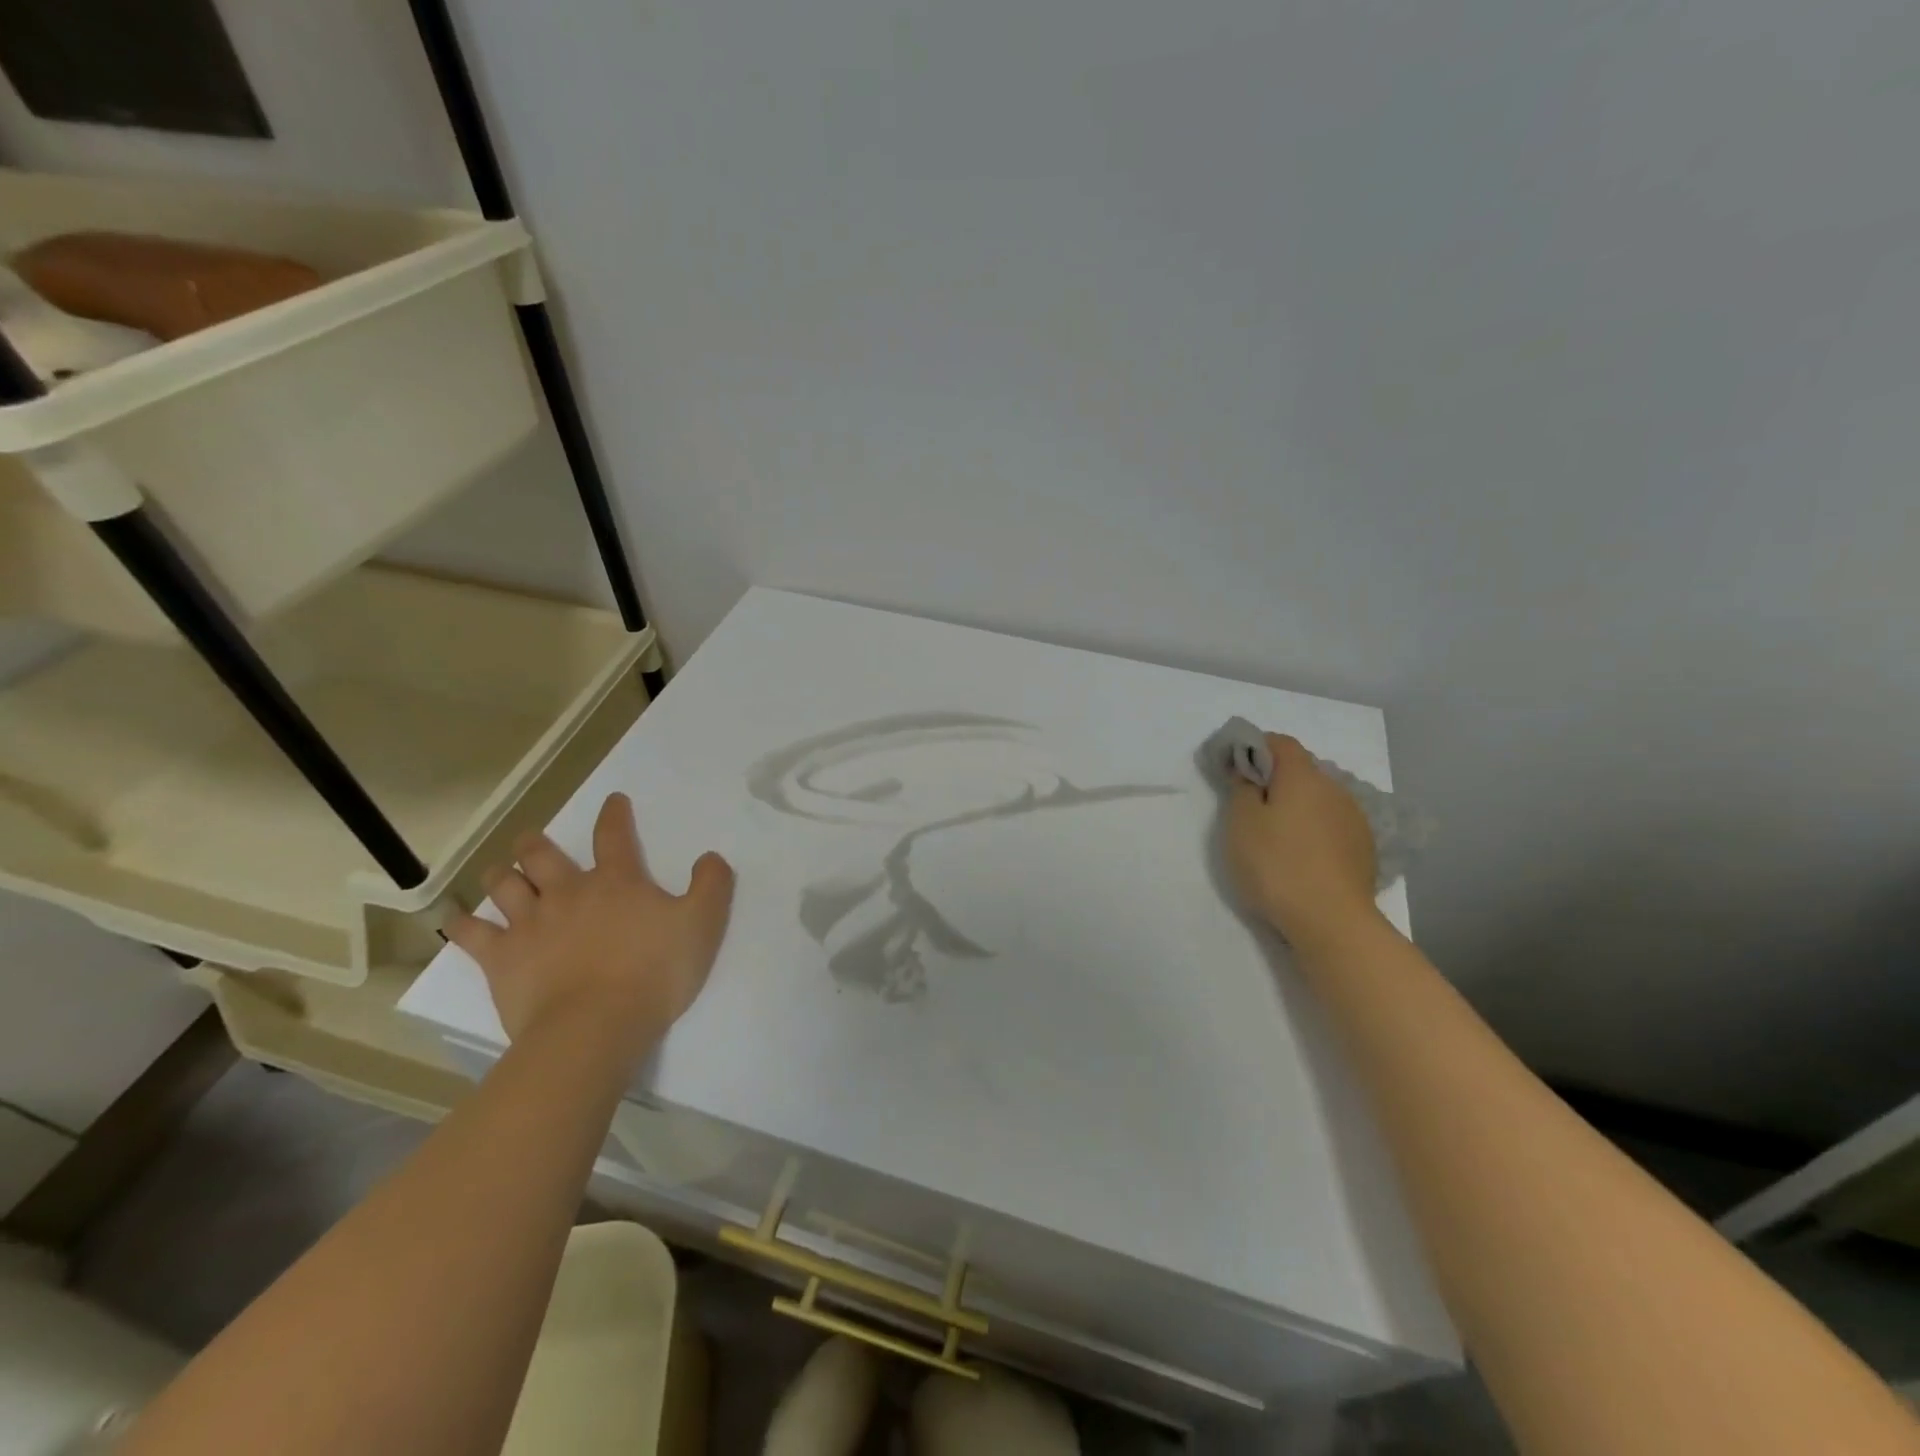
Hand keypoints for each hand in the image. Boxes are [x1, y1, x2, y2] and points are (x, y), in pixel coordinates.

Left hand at [449, 793, 734, 1058]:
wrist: (596, 1026)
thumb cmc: (655, 972)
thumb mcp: (703, 924)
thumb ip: (711, 885)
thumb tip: (710, 857)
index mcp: (617, 881)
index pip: (614, 835)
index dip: (615, 814)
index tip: (614, 801)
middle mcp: (568, 892)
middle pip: (542, 855)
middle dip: (536, 842)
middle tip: (533, 840)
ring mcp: (530, 924)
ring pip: (504, 886)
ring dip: (501, 874)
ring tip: (501, 872)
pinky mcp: (502, 959)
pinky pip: (473, 934)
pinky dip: (461, 923)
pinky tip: (453, 918)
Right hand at [1225, 734, 1381, 952]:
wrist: (1332, 922)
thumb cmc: (1276, 865)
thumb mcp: (1240, 824)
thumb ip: (1241, 788)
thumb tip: (1248, 772)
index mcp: (1303, 777)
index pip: (1281, 743)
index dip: (1255, 747)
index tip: (1233, 768)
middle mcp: (1335, 789)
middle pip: (1301, 771)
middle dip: (1274, 780)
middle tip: (1248, 807)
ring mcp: (1354, 820)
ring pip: (1318, 800)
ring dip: (1296, 807)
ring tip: (1275, 837)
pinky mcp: (1364, 849)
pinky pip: (1331, 826)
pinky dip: (1313, 830)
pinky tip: (1300, 857)